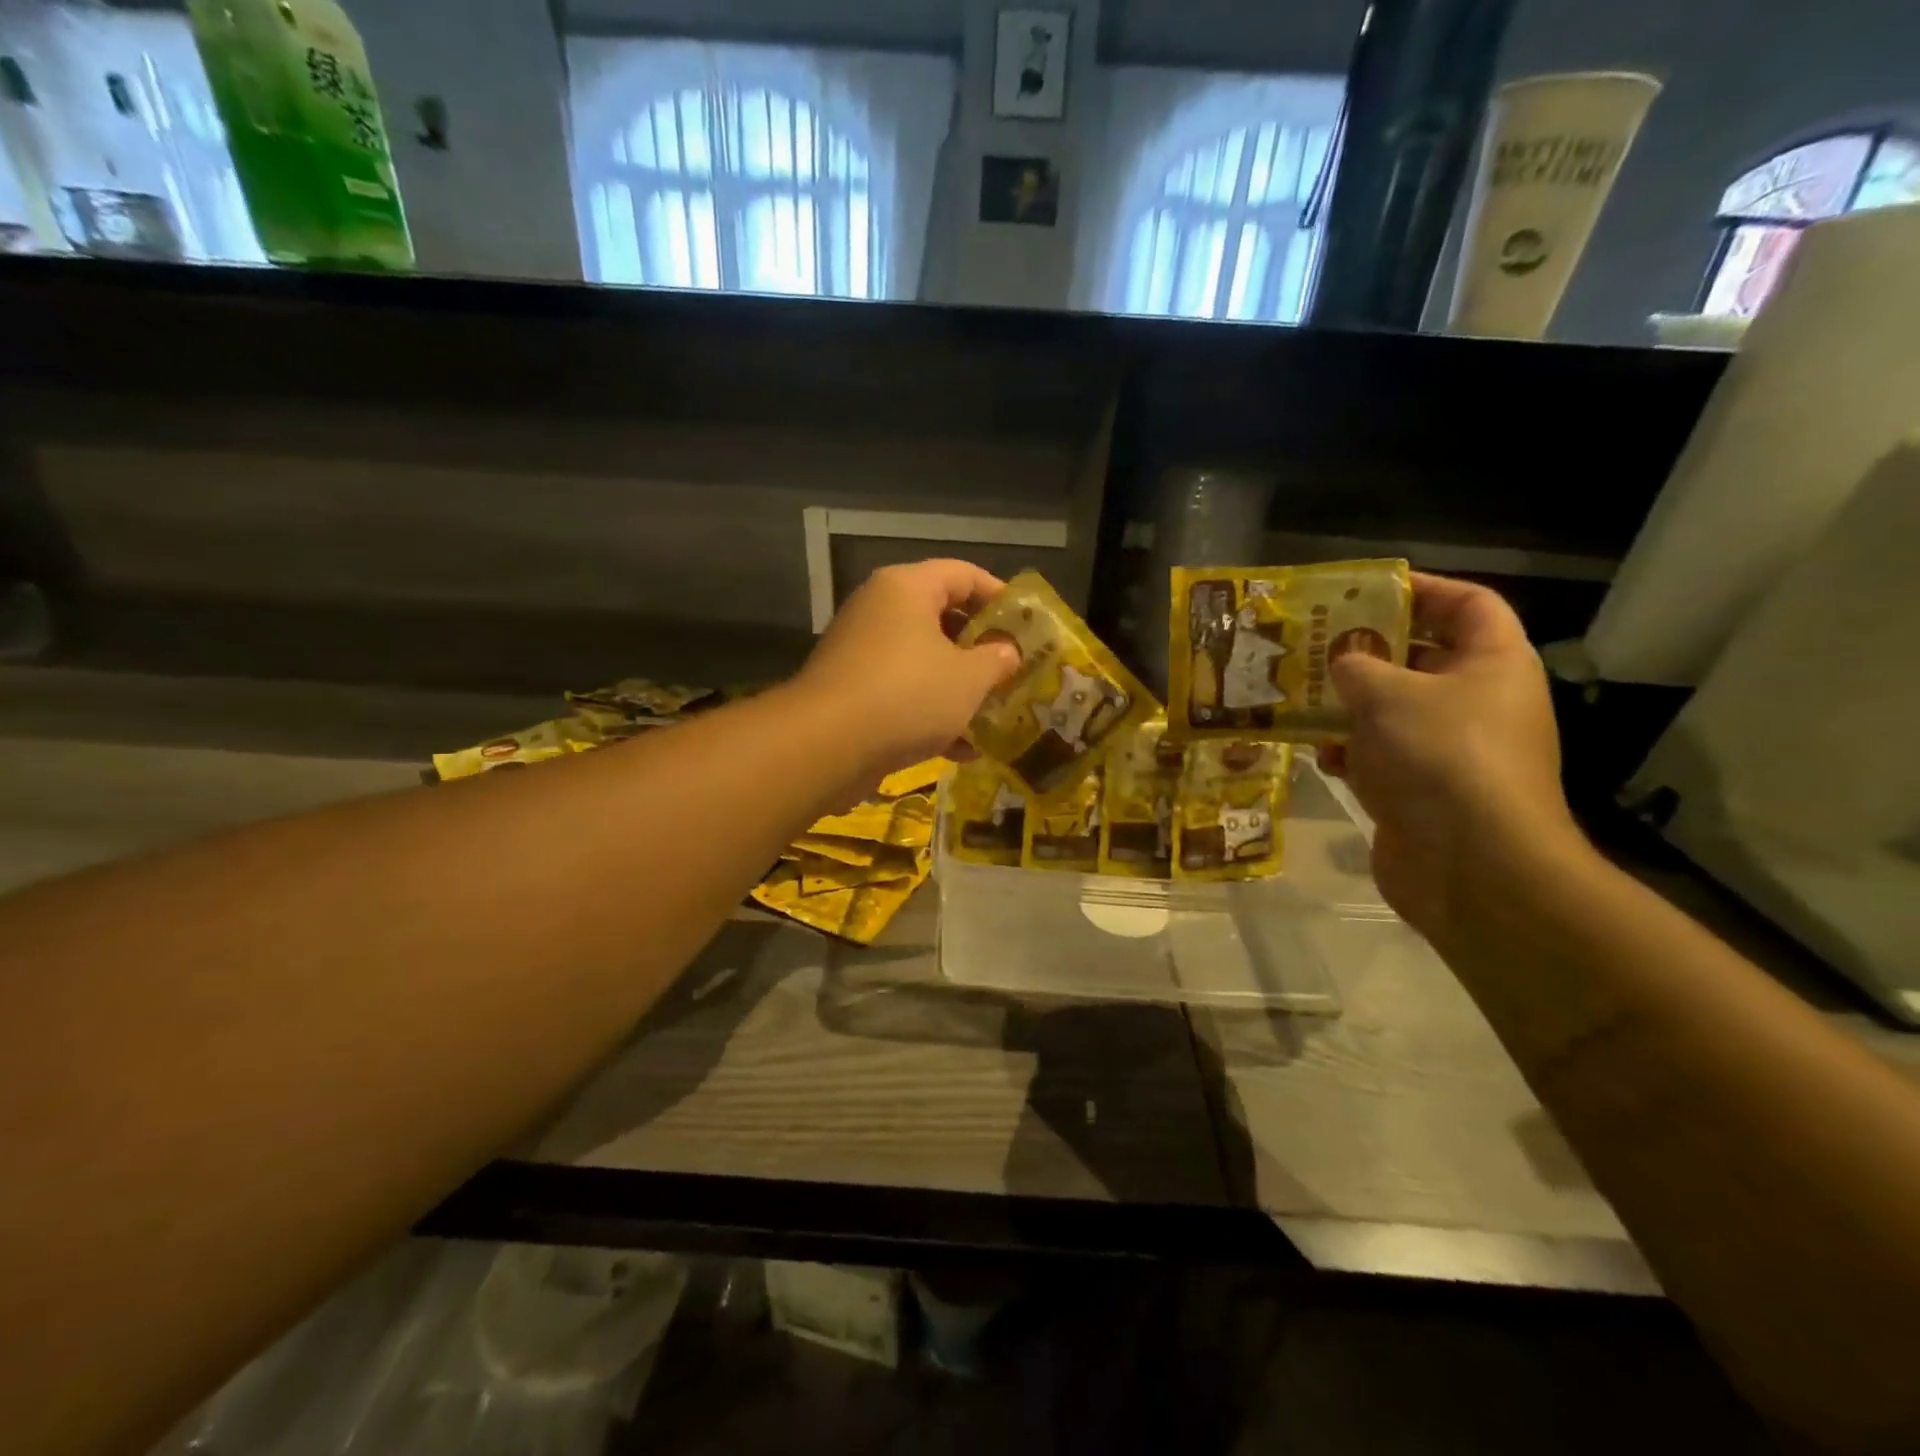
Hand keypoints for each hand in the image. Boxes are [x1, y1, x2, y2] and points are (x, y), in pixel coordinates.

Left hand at [792, 559, 1020, 778]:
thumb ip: (997, 660)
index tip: (1027, 625)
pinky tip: (962, 750)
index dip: (1000, 596)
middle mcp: (880, 610)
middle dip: (981, 648)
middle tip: (1013, 670)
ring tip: (994, 713)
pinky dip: (931, 714)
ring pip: (924, 660)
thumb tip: (1008, 652)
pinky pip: (903, 692)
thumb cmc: (908, 695)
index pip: (963, 574)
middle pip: (942, 617)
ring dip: (959, 687)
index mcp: (907, 588)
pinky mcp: (853, 691)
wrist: (827, 746)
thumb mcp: (969, 678)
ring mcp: (862, 651)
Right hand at [1319, 573, 1583, 940]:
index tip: (1365, 590)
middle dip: (1366, 651)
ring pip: (1394, 711)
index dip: (1421, 588)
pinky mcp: (1425, 790)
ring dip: (1348, 705)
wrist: (1470, 864)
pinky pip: (1383, 756)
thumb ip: (1357, 665)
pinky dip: (1351, 752)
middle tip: (1315, 643)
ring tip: (1299, 696)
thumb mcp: (1387, 695)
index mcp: (1492, 663)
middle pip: (1421, 658)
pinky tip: (1317, 754)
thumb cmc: (1439, 756)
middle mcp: (1479, 701)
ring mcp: (1453, 750)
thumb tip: (1344, 662)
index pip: (1467, 604)